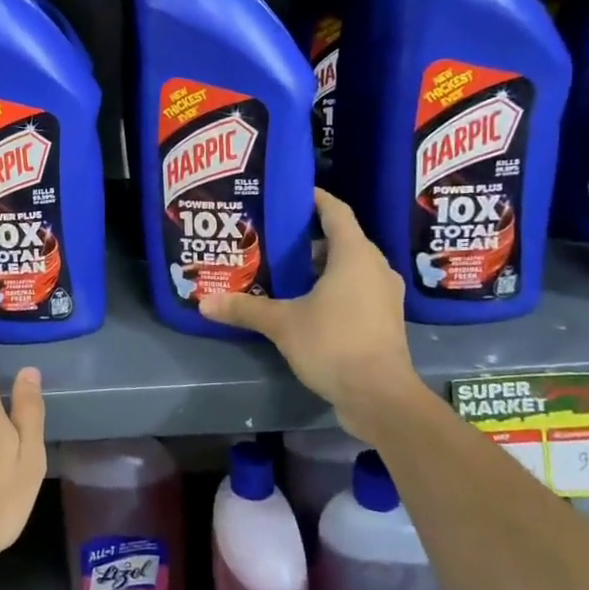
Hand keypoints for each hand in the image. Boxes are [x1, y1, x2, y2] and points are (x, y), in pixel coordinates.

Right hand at [198, 189, 420, 439]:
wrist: (380, 396)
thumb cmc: (333, 344)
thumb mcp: (282, 324)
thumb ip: (244, 309)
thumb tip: (203, 302)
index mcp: (354, 255)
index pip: (335, 212)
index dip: (315, 198)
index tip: (290, 193)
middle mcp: (375, 267)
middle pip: (342, 239)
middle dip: (309, 236)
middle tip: (274, 236)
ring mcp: (384, 295)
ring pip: (350, 266)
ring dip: (321, 265)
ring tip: (285, 269)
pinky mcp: (385, 319)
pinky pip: (357, 288)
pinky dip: (334, 287)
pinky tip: (307, 301)